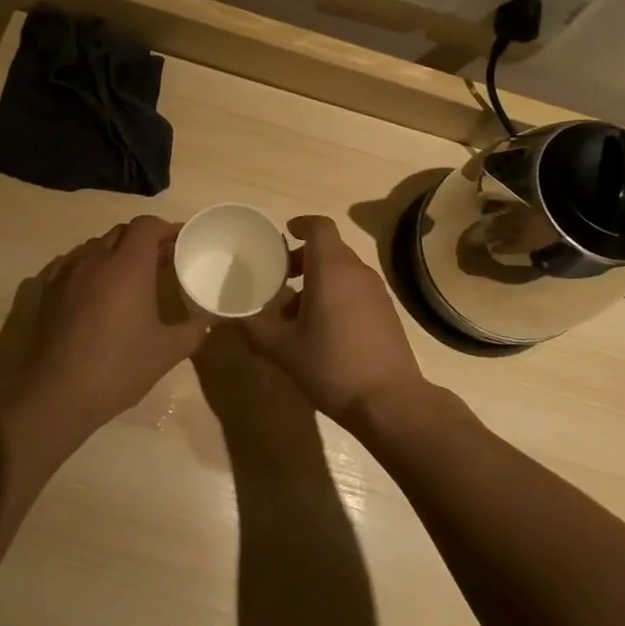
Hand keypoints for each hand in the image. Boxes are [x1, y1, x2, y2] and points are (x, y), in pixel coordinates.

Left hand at [6, 216, 208, 437]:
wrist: (58, 393)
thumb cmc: (119, 367)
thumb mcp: (167, 351)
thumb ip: (194, 329)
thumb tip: (210, 318)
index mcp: (128, 266)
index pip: (146, 225)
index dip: (165, 228)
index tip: (180, 242)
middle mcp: (96, 259)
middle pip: (122, 232)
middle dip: (143, 240)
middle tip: (161, 261)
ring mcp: (67, 273)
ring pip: (96, 246)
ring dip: (116, 252)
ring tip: (130, 276)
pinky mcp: (48, 289)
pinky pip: (73, 264)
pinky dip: (91, 267)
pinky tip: (97, 291)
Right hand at [241, 215, 427, 425]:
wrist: (388, 401)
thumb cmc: (331, 366)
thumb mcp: (283, 350)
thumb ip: (256, 329)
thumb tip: (236, 319)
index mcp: (331, 269)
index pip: (320, 227)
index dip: (302, 224)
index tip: (285, 234)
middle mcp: (357, 272)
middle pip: (330, 249)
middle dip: (303, 259)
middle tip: (280, 278)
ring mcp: (376, 292)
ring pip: (343, 272)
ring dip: (318, 281)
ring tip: (294, 313)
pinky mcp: (387, 313)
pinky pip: (356, 290)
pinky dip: (336, 296)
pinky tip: (322, 330)